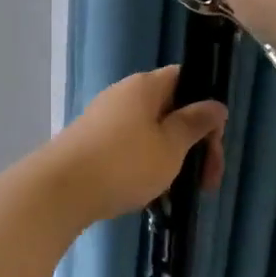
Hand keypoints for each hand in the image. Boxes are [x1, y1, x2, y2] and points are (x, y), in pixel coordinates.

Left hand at [52, 65, 226, 221]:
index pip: (186, 80)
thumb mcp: (170, 146)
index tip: (214, 144)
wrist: (59, 191)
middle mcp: (124, 95)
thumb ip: (195, 123)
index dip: (206, 108)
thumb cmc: (124, 164)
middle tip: (206, 181)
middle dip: (193, 144)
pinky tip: (150, 196)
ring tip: (176, 193)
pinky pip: (130, 149)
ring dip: (171, 160)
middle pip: (170, 110)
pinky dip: (146, 167)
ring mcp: (105, 119)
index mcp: (145, 86)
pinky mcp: (91, 143)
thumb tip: (215, 104)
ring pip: (151, 133)